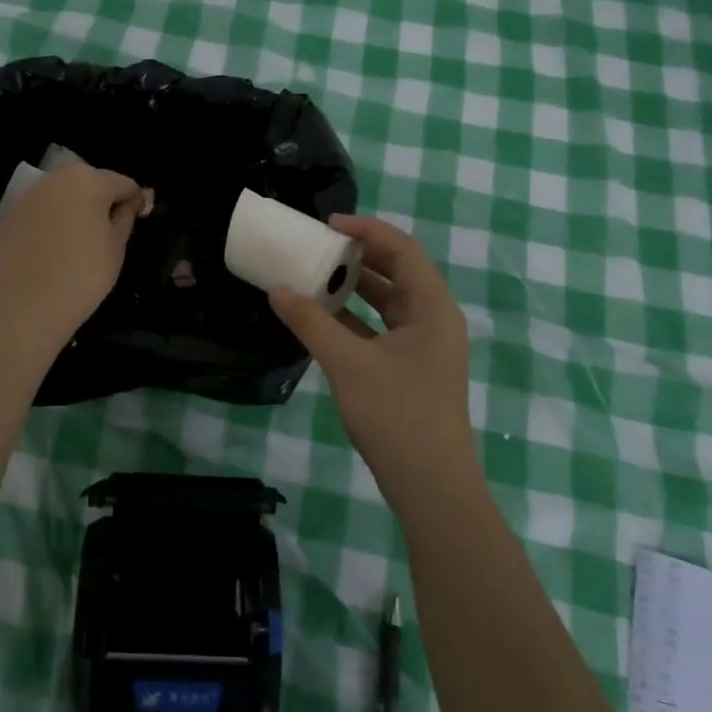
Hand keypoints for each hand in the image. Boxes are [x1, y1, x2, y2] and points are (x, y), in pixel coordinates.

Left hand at [0, 164, 149, 339]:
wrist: (28, 303)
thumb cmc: (84, 273)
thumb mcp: (117, 246)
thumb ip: (125, 216)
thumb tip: (130, 202)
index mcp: (89, 180)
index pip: (123, 183)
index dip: (135, 200)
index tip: (139, 219)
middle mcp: (56, 178)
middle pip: (89, 182)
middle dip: (101, 200)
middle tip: (108, 231)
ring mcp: (28, 195)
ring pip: (61, 195)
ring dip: (73, 208)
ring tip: (79, 239)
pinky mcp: (9, 215)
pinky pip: (40, 211)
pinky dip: (50, 221)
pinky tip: (53, 248)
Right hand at [270, 215, 476, 509]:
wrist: (431, 486)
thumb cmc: (396, 415)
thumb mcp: (348, 364)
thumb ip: (311, 323)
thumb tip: (277, 290)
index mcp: (432, 309)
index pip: (403, 250)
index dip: (368, 230)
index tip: (329, 225)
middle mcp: (434, 321)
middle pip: (398, 273)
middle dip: (359, 257)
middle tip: (318, 247)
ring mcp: (424, 348)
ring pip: (389, 304)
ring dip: (355, 289)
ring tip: (315, 276)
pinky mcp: (411, 370)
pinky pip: (382, 330)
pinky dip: (355, 319)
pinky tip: (322, 319)